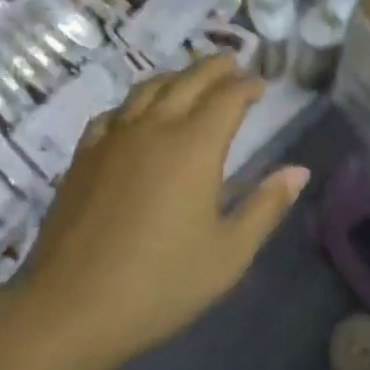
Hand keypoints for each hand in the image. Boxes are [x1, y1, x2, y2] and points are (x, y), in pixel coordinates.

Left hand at [16, 56, 309, 365]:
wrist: (71, 307)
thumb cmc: (161, 284)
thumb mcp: (229, 253)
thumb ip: (266, 206)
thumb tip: (299, 171)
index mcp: (194, 147)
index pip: (227, 99)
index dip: (247, 86)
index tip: (260, 84)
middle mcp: (153, 129)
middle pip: (187, 82)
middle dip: (214, 68)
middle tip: (232, 62)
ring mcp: (113, 139)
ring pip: (147, 90)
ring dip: (175, 77)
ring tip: (189, 77)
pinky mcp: (83, 157)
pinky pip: (113, 113)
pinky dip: (134, 103)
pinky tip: (135, 114)